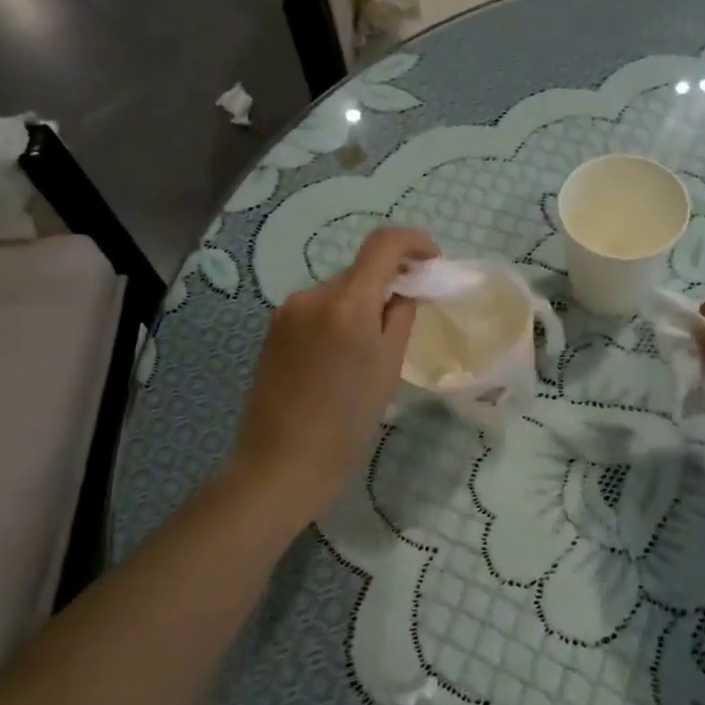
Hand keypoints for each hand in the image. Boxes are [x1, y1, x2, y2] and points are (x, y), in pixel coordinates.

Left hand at [230, 227, 436, 521]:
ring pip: (337, 290)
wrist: (282, 462)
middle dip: (387, 281)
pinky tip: (340, 355)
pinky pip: (316, 308)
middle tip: (407, 314)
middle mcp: (313, 294)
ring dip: (360, 302)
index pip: (383, 244)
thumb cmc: (347, 423)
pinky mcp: (273, 328)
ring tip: (370, 346)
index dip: (414, 242)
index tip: (431, 260)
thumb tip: (402, 292)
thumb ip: (400, 318)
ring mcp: (288, 310)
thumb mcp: (387, 369)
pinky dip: (337, 316)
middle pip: (360, 270)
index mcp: (348, 304)